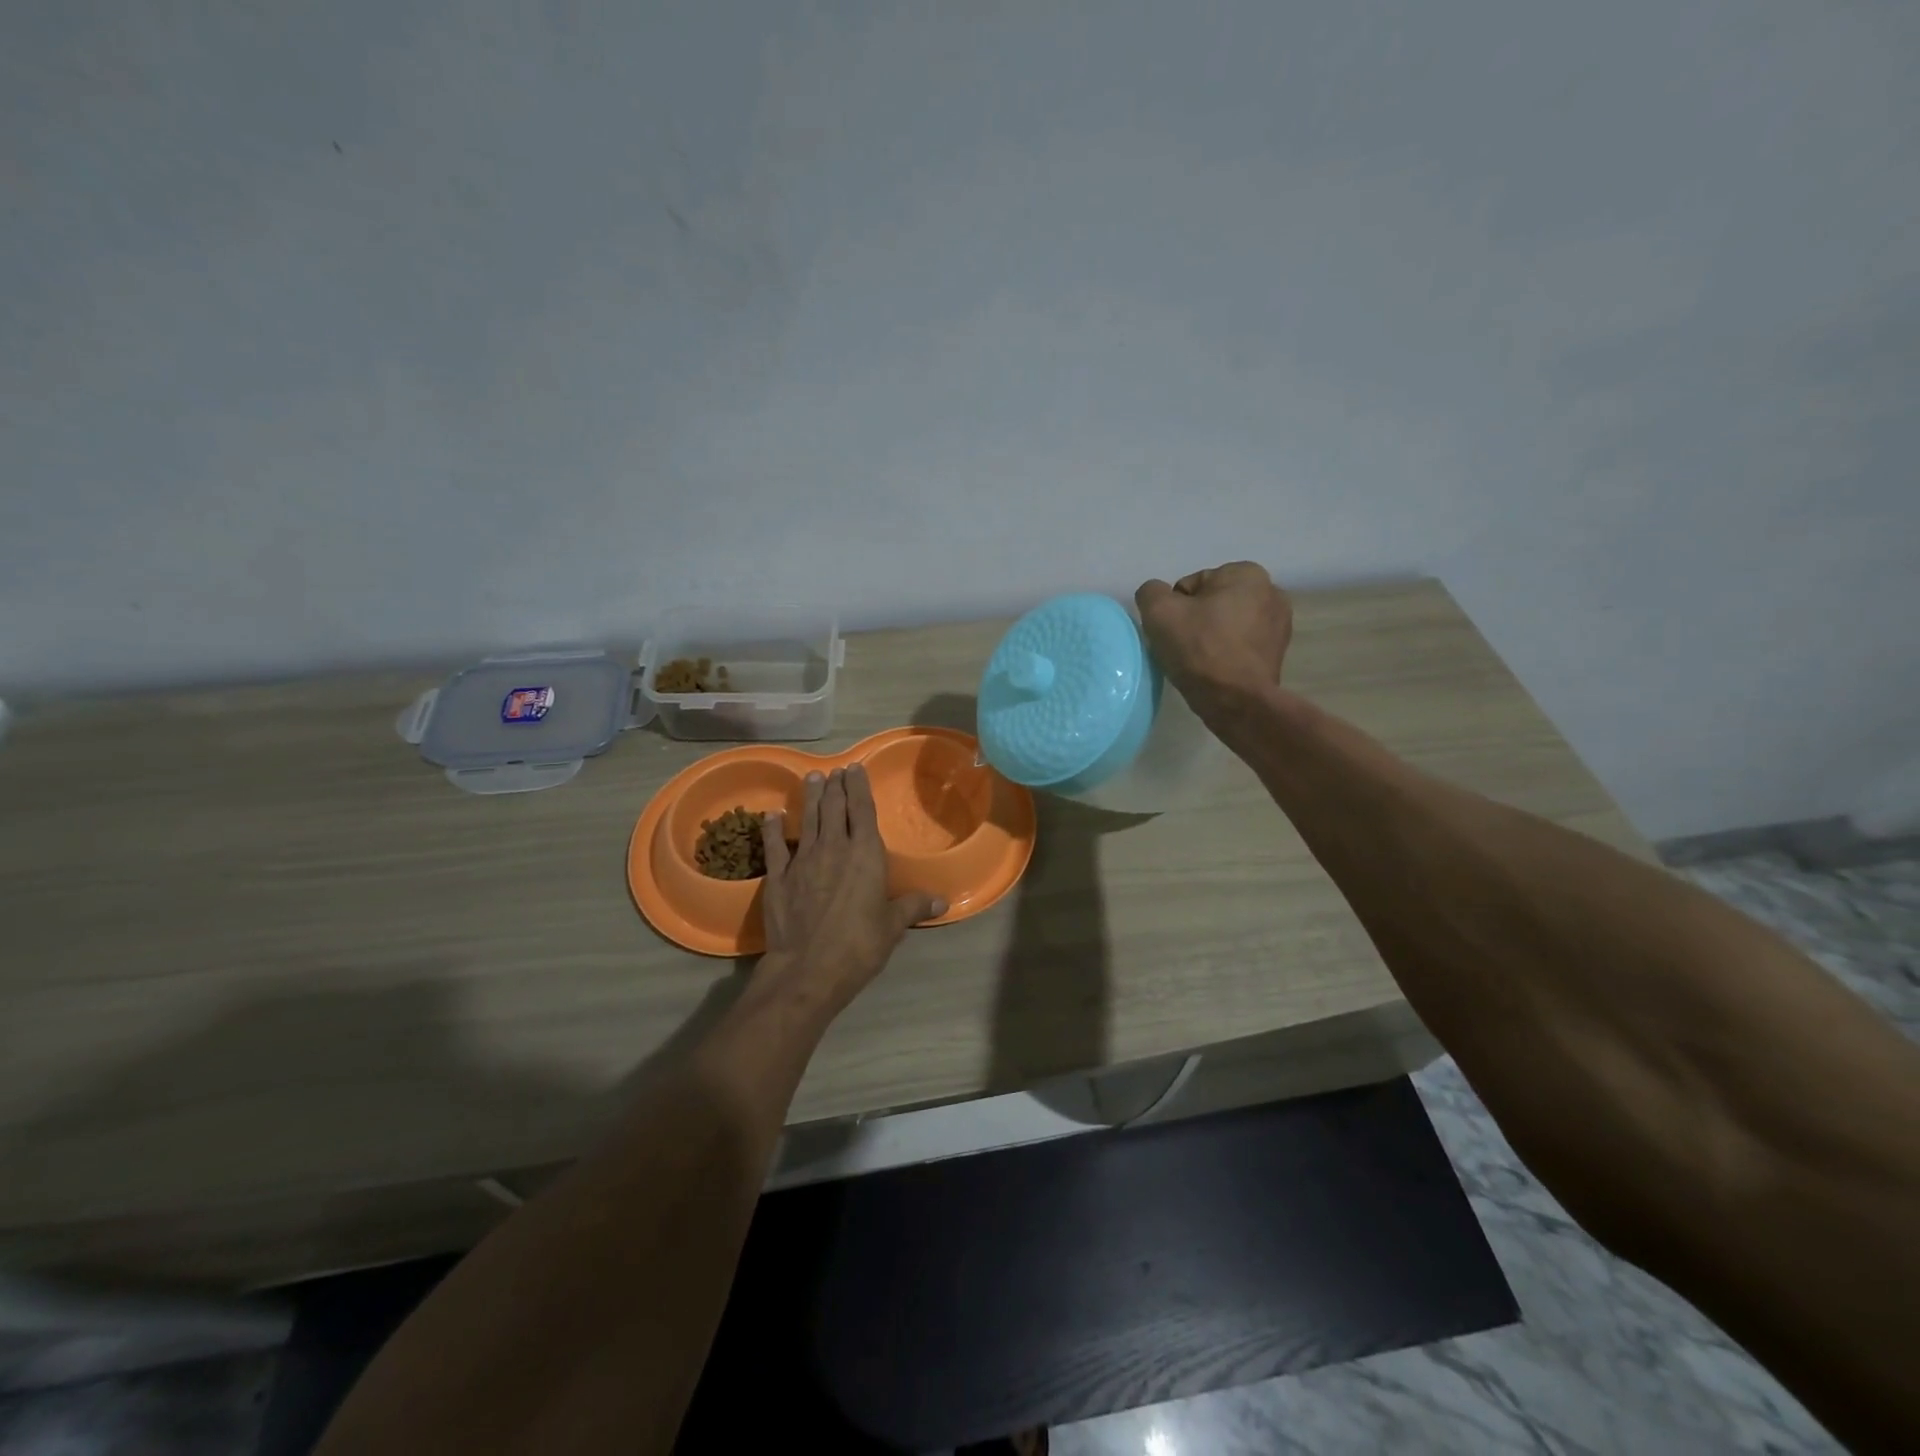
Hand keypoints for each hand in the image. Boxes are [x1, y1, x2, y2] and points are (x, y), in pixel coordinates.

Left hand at [758, 765, 945, 1015]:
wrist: (808, 969)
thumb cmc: (859, 945)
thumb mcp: (892, 927)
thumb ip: (913, 907)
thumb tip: (941, 902)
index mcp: (865, 854)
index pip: (862, 810)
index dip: (858, 787)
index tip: (854, 769)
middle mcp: (834, 848)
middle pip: (833, 808)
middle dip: (835, 786)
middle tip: (834, 771)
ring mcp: (803, 860)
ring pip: (808, 820)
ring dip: (810, 797)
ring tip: (812, 778)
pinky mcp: (778, 877)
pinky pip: (776, 846)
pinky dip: (774, 829)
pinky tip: (772, 816)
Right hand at [1135, 562, 1292, 717]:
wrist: (1235, 701)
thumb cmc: (1199, 649)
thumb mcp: (1159, 611)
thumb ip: (1151, 592)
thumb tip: (1158, 596)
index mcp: (1246, 573)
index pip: (1191, 585)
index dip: (1175, 609)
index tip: (1175, 632)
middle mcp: (1271, 591)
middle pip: (1211, 603)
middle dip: (1196, 620)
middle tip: (1184, 647)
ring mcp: (1279, 623)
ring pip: (1226, 624)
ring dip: (1211, 636)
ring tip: (1199, 661)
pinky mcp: (1278, 651)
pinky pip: (1240, 644)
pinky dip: (1227, 652)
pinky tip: (1216, 670)